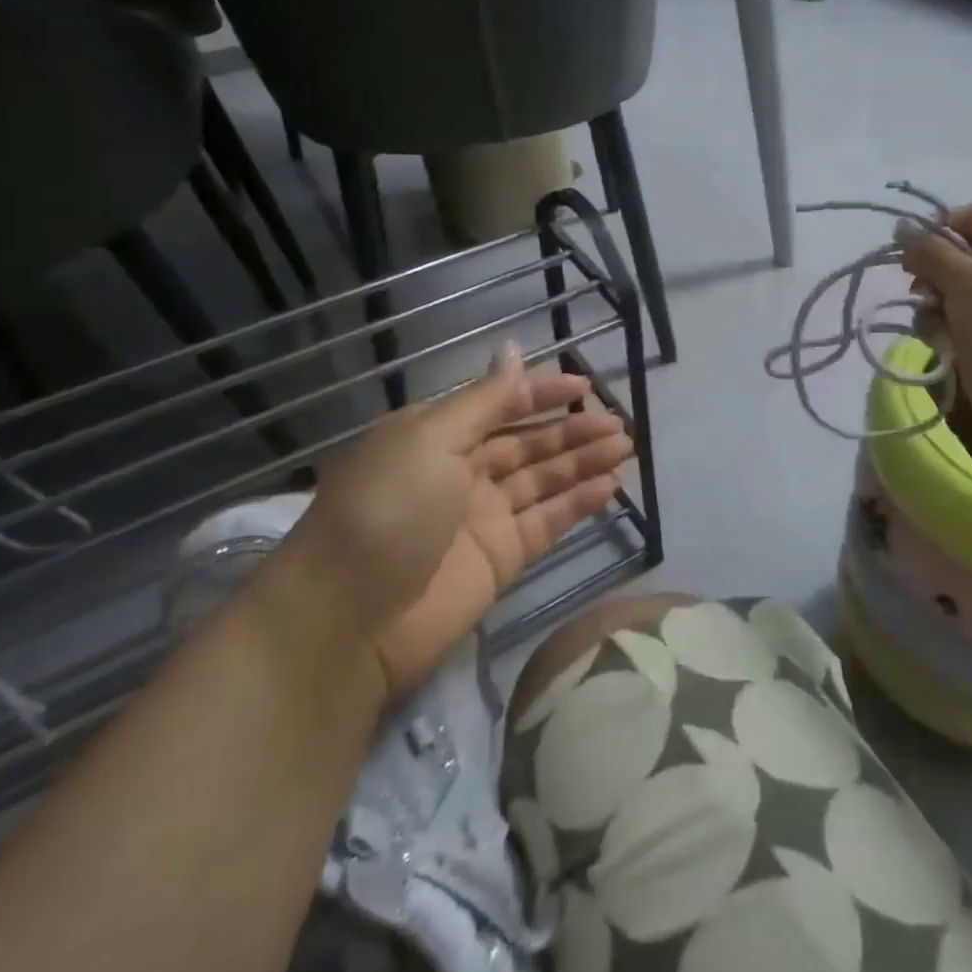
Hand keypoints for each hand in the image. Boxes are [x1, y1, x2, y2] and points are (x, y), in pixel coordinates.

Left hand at [291, 347, 630, 693]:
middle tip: (618, 425)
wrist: (347, 619)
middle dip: (572, 430)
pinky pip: (547, 521)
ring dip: (584, 462)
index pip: (500, 404)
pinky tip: (610, 486)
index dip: (542, 393)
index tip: (586, 388)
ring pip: (544, 479)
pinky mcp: (501, 557)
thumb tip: (513, 351)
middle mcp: (462, 471)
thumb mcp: (430, 439)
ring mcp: (484, 516)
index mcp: (437, 435)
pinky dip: (578, 503)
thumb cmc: (387, 509)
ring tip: (625, 448)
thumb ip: (483, 400)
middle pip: (528, 443)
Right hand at [898, 205, 971, 439]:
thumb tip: (903, 227)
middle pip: (965, 255)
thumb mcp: (962, 277)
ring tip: (931, 324)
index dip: (939, 227)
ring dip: (937, 304)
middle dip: (934, 272)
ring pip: (961, 291)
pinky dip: (950, 327)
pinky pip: (969, 320)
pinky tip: (942, 342)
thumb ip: (928, 250)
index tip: (911, 250)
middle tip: (918, 290)